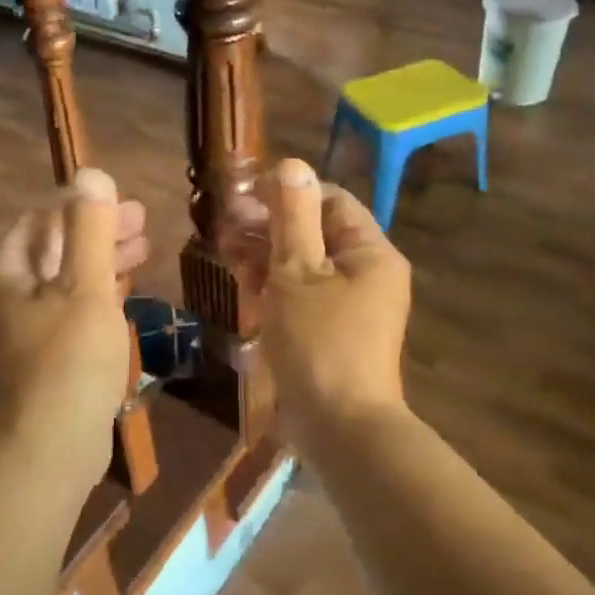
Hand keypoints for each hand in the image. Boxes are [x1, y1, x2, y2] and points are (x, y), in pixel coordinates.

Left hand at [0, 169, 146, 473]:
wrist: (48, 452)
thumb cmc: (67, 362)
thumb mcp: (84, 288)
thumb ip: (89, 229)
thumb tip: (90, 174)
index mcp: (3, 275)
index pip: (40, 222)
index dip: (82, 206)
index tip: (125, 203)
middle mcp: (3, 299)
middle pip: (52, 250)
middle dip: (96, 232)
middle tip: (142, 222)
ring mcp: (19, 333)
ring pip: (63, 282)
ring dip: (100, 262)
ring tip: (144, 250)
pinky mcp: (40, 360)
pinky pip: (67, 312)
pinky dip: (95, 295)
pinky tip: (123, 292)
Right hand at [222, 159, 410, 449]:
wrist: (340, 430)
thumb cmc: (320, 344)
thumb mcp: (298, 274)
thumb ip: (292, 218)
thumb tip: (292, 165)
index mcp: (370, 252)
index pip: (330, 201)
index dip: (286, 192)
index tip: (242, 197)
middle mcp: (367, 272)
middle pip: (316, 231)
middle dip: (270, 224)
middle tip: (224, 226)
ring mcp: (351, 304)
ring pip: (305, 263)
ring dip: (267, 253)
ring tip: (226, 252)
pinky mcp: (332, 330)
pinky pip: (304, 294)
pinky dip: (275, 285)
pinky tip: (244, 283)